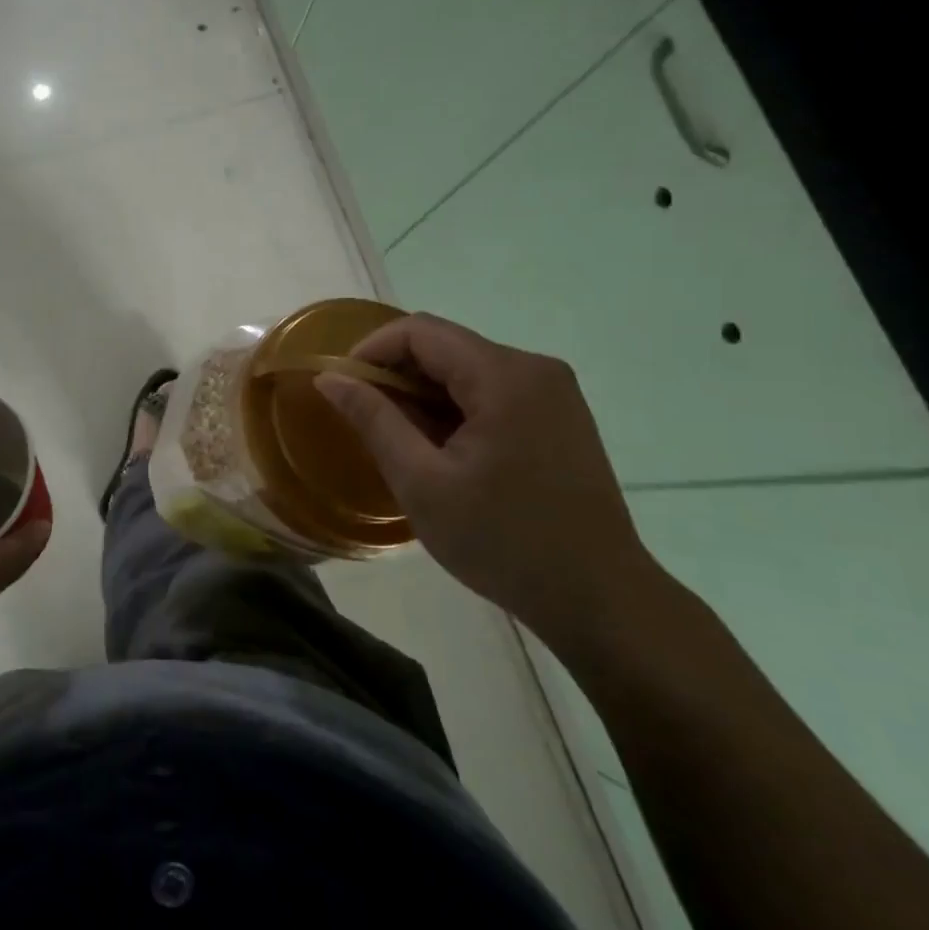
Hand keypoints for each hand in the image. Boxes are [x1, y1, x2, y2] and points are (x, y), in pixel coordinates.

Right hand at [316, 314, 662, 648]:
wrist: (599, 598)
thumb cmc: (503, 541)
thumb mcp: (422, 483)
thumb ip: (373, 420)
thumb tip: (329, 378)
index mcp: (504, 376)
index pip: (420, 331)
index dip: (371, 351)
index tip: (342, 389)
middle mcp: (534, 368)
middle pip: (445, 345)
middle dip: (396, 374)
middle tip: (366, 421)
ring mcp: (553, 392)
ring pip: (467, 369)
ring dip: (425, 394)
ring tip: (403, 442)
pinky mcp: (560, 416)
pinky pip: (492, 391)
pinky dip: (456, 408)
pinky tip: (444, 451)